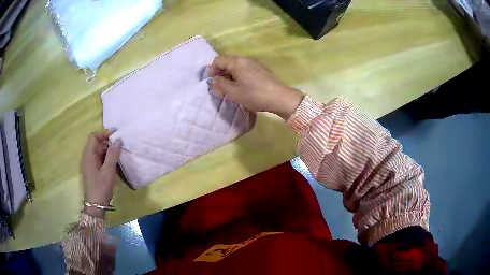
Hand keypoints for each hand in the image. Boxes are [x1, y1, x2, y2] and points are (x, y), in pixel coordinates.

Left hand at [81, 132, 121, 217]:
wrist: (96, 206)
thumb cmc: (101, 187)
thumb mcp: (108, 171)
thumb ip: (113, 155)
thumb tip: (118, 140)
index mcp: (89, 155)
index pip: (94, 137)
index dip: (104, 134)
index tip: (115, 137)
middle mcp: (88, 157)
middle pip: (96, 143)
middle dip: (107, 142)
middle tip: (120, 145)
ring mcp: (90, 164)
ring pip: (99, 151)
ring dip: (108, 150)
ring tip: (119, 153)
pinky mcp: (94, 170)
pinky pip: (100, 159)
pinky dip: (107, 158)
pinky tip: (115, 162)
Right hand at [207, 56, 303, 119]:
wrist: (280, 98)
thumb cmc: (255, 95)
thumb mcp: (234, 92)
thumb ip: (221, 85)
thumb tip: (213, 81)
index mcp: (237, 62)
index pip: (218, 60)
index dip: (211, 70)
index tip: (211, 82)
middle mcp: (245, 59)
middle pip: (227, 62)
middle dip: (220, 74)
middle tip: (220, 88)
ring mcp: (254, 64)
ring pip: (236, 67)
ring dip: (229, 76)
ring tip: (230, 90)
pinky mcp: (260, 70)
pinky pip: (244, 70)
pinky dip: (238, 77)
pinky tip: (241, 88)